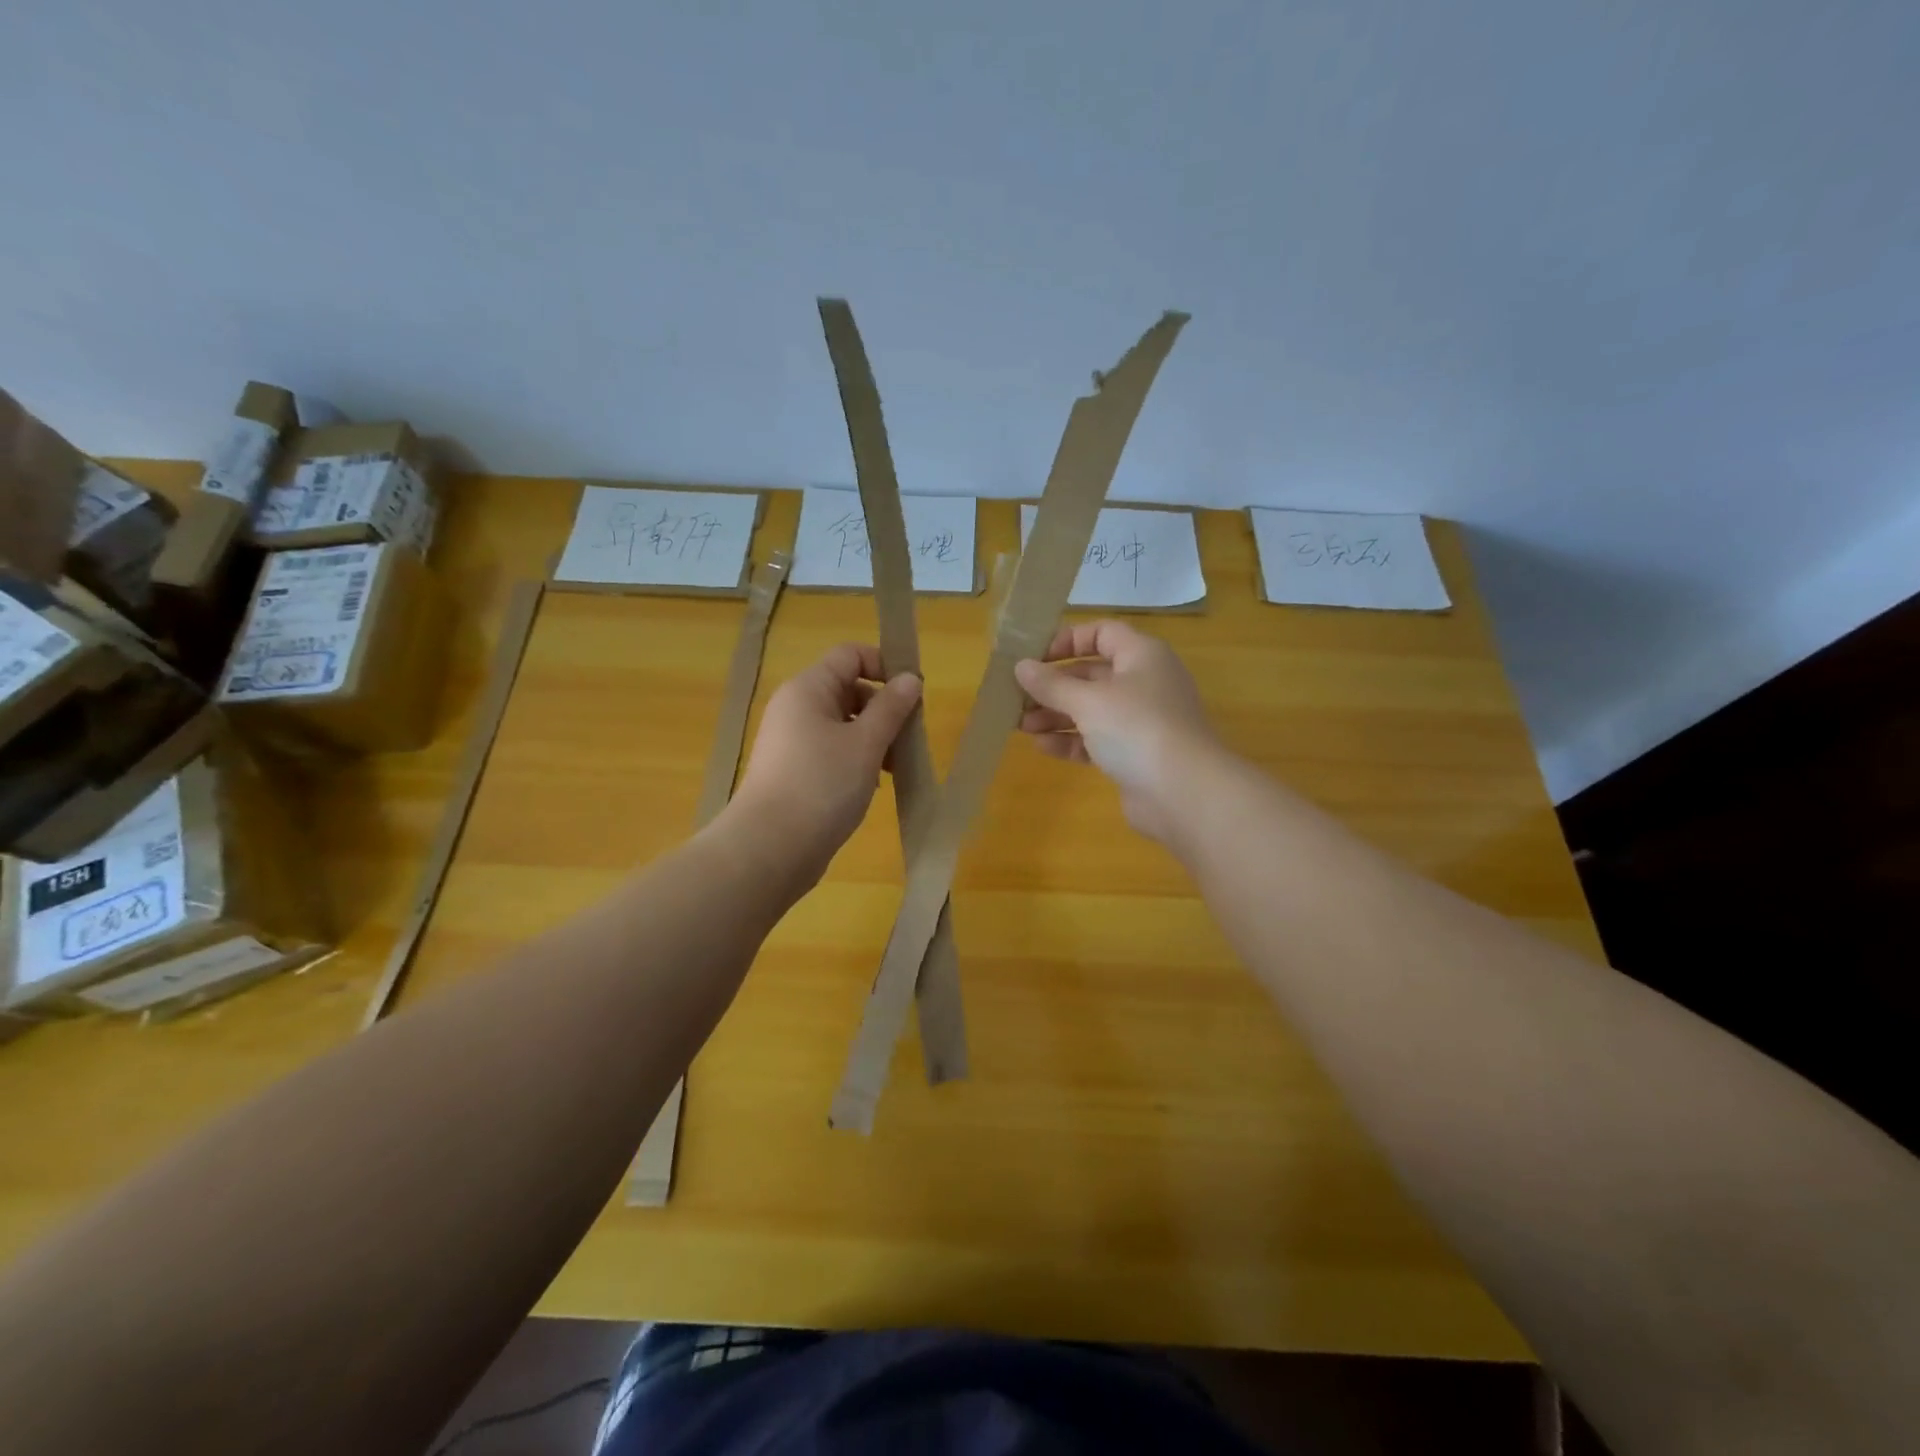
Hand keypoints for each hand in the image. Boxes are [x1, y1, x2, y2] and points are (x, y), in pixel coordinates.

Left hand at [729, 643, 922, 878]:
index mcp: (808, 689)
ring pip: (844, 725)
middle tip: (908, 740)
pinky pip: (833, 752)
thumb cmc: (822, 785)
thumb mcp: (866, 743)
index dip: (884, 666)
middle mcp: (796, 708)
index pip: (850, 655)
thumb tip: (910, 678)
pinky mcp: (795, 771)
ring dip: (874, 739)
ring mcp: (793, 741)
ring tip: (895, 769)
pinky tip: (873, 786)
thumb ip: (891, 708)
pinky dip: (857, 761)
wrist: (770, 848)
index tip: (912, 696)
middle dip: (884, 710)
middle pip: (849, 689)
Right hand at [1014, 620, 1221, 843]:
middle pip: (1092, 674)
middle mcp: (1144, 682)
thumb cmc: (1136, 729)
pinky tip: (1043, 746)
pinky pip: (1097, 739)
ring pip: (1091, 709)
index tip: (1034, 657)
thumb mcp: (1088, 701)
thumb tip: (1021, 666)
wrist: (1184, 793)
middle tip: (1017, 696)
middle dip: (1053, 685)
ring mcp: (1141, 721)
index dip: (1067, 640)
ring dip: (1056, 714)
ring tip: (1021, 725)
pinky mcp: (1135, 754)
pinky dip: (1071, 740)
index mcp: (1142, 656)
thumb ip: (1051, 684)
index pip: (1102, 633)